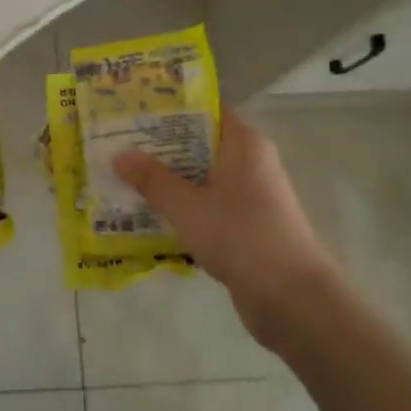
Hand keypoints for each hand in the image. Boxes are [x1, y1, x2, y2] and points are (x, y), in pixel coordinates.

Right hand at [114, 109, 337, 346]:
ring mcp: (251, 198)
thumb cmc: (240, 236)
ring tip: (124, 181)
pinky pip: (207, 208)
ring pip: (201, 180)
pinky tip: (149, 218)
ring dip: (168, 183)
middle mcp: (251, 163)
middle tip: (118, 147)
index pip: (205, 112)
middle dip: (160, 149)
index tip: (133, 112)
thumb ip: (152, 179)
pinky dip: (183, 210)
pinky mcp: (247, 228)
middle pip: (199, 146)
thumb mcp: (186, 205)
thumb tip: (119, 154)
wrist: (293, 300)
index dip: (170, 110)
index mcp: (244, 144)